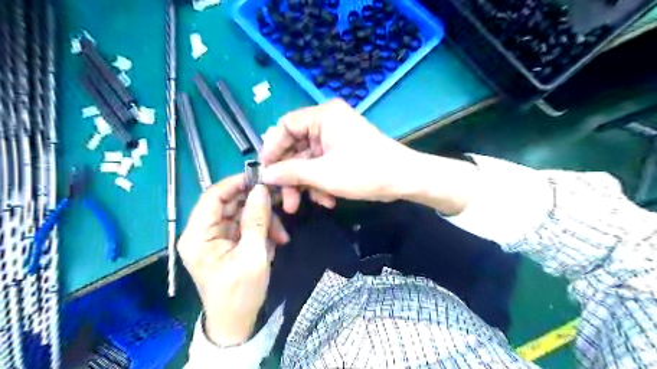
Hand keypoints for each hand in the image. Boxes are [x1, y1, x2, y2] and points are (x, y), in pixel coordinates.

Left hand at [176, 176, 286, 346]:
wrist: (236, 323)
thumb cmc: (240, 293)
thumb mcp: (253, 255)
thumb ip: (257, 220)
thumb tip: (261, 189)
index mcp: (198, 235)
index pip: (213, 196)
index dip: (236, 183)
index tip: (262, 179)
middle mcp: (202, 232)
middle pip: (230, 203)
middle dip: (257, 205)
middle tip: (281, 205)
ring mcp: (215, 237)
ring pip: (241, 213)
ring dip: (263, 220)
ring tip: (281, 236)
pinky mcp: (227, 242)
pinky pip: (245, 225)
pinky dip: (261, 230)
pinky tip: (274, 242)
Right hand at [257, 98, 417, 212]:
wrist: (403, 179)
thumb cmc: (365, 171)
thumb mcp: (323, 174)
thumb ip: (291, 172)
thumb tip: (264, 174)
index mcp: (323, 116)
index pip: (285, 126)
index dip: (272, 149)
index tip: (265, 172)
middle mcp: (327, 123)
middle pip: (295, 147)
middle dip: (290, 175)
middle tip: (284, 198)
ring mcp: (335, 138)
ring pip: (308, 160)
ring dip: (305, 184)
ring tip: (304, 205)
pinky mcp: (341, 152)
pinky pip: (321, 165)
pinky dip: (320, 183)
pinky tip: (326, 200)